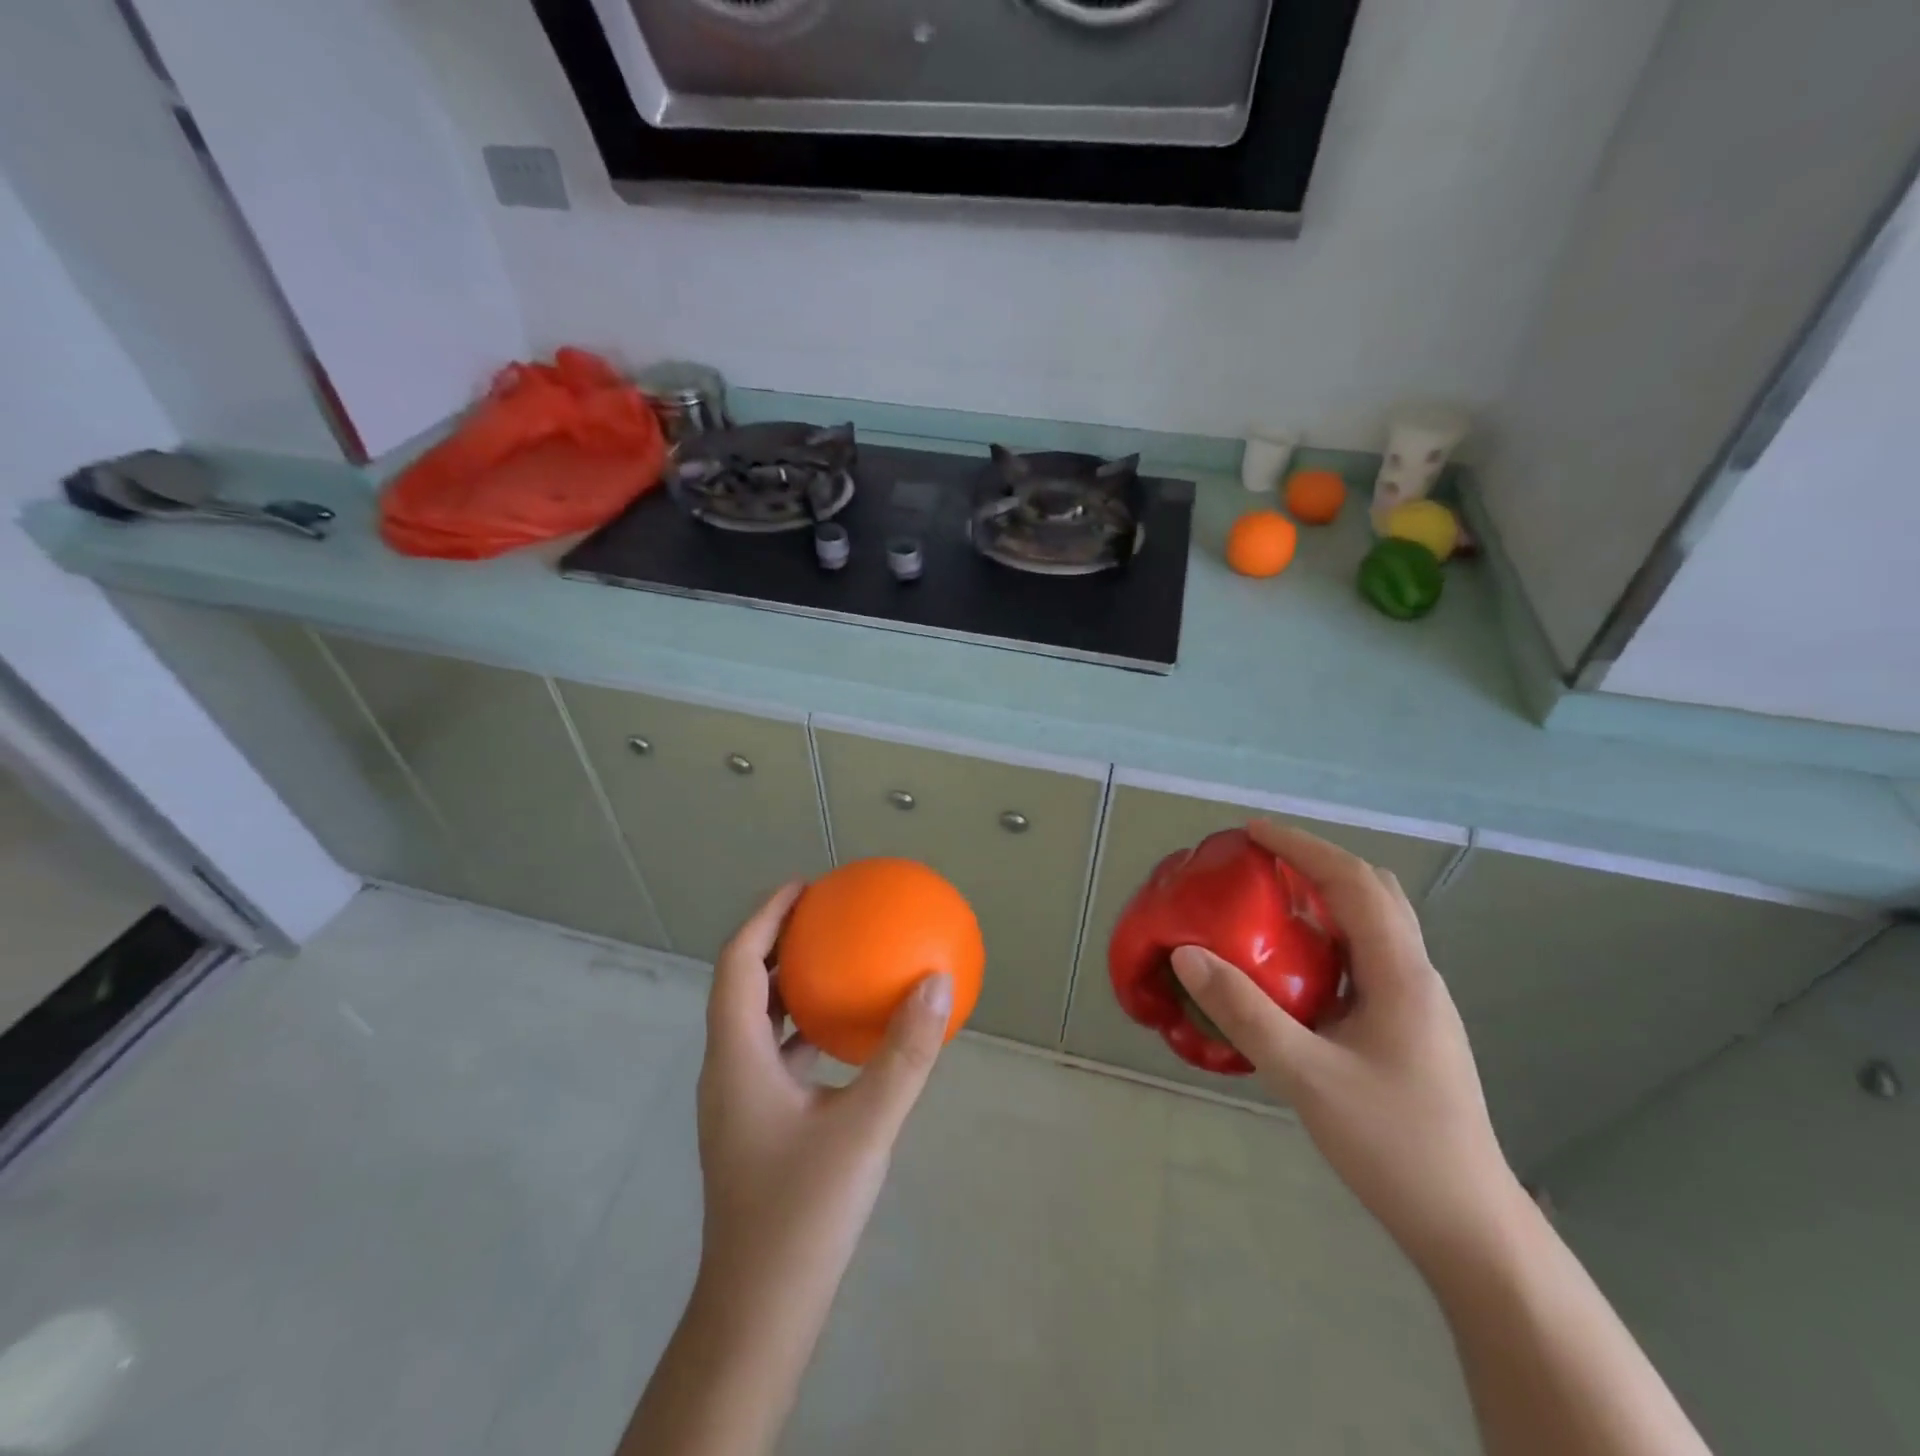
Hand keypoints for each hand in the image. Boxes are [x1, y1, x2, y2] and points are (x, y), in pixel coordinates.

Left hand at [696, 882, 953, 1285]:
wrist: (759, 1312)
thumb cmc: (802, 1213)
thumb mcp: (866, 1126)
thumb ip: (904, 1054)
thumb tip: (937, 982)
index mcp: (736, 1057)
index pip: (739, 963)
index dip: (765, 916)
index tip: (804, 886)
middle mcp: (728, 1068)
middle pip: (742, 982)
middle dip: (778, 940)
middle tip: (825, 913)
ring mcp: (738, 1099)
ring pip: (756, 1019)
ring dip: (789, 982)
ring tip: (835, 958)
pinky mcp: (755, 1122)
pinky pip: (775, 1052)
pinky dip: (803, 1026)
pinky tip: (844, 1034)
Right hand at [1170, 823, 1526, 1273]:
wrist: (1468, 1227)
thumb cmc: (1393, 1144)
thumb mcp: (1306, 1076)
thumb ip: (1244, 1012)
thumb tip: (1187, 953)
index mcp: (1400, 975)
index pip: (1353, 883)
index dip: (1302, 848)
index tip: (1252, 831)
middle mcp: (1414, 976)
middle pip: (1372, 892)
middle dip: (1316, 863)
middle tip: (1261, 860)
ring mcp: (1416, 1003)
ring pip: (1372, 926)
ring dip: (1325, 898)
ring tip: (1269, 902)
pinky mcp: (1408, 1027)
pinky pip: (1364, 958)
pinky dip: (1328, 938)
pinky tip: (1293, 967)